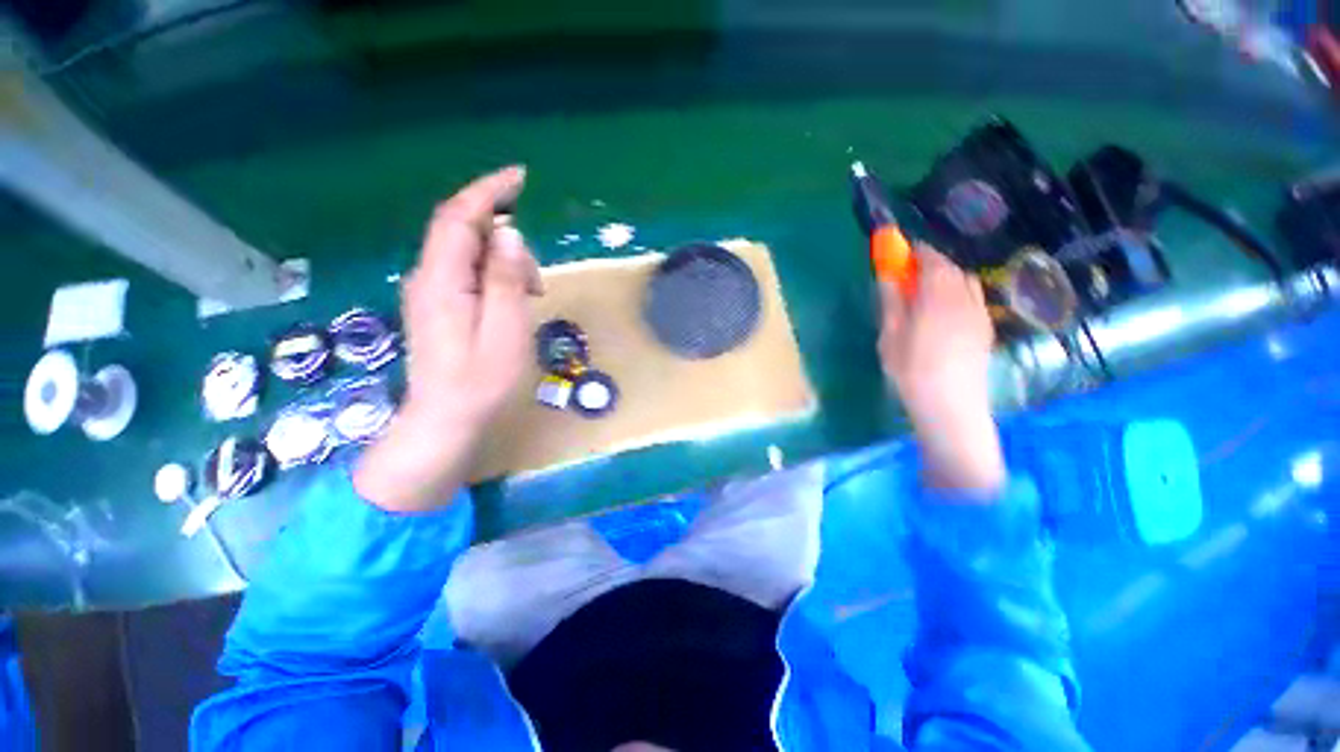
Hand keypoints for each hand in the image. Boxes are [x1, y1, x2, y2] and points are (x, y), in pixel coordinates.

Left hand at [355, 167, 539, 511]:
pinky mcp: (437, 305)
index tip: (520, 177)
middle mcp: (427, 277)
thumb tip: (509, 234)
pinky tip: (511, 300)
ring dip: (503, 262)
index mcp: (441, 280)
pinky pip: (465, 272)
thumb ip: (504, 280)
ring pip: (466, 253)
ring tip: (530, 296)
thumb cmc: (481, 383)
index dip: (488, 190)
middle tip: (536, 282)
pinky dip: (493, 274)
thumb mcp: (505, 332)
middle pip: (462, 231)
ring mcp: (429, 292)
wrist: (444, 421)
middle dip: (505, 240)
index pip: (459, 216)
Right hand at [878, 246, 1004, 494]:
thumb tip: (887, 273)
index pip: (932, 260)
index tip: (899, 251)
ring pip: (965, 283)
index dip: (916, 251)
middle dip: (930, 265)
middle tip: (907, 277)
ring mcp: (980, 314)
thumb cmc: (911, 371)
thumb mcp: (891, 336)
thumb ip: (892, 301)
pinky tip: (941, 314)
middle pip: (952, 269)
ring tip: (923, 296)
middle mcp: (966, 299)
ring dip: (945, 279)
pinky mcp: (986, 330)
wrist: (951, 407)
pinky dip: (956, 294)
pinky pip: (972, 299)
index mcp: (940, 297)